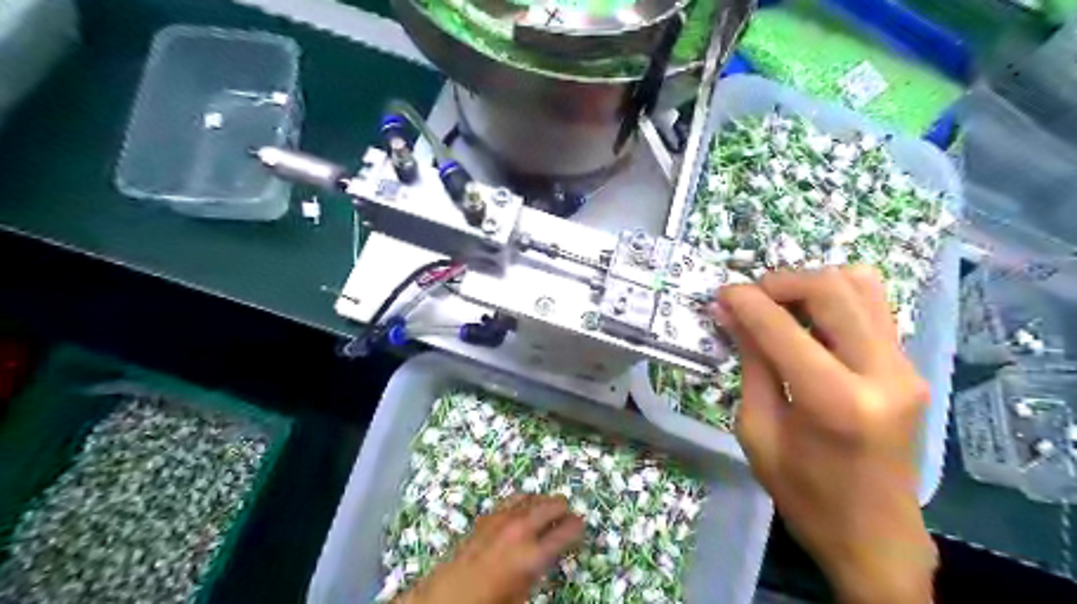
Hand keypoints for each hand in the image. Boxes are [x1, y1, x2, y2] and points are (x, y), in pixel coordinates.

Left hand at [395, 496, 584, 602]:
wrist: (447, 596)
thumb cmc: (490, 602)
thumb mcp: (523, 594)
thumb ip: (540, 569)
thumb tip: (549, 555)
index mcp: (534, 556)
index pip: (567, 532)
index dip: (578, 527)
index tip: (582, 525)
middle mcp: (521, 530)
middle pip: (552, 505)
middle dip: (564, 508)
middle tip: (568, 515)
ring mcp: (503, 519)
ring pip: (532, 497)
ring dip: (543, 502)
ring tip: (548, 509)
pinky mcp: (488, 516)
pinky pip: (512, 499)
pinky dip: (524, 501)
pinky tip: (524, 509)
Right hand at [719, 266, 938, 602]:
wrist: (875, 537)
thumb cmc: (804, 494)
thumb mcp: (757, 430)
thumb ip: (750, 363)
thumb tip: (731, 313)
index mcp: (834, 401)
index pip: (782, 328)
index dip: (746, 302)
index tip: (721, 293)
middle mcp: (881, 374)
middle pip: (831, 289)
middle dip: (781, 282)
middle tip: (749, 297)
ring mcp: (905, 368)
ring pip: (860, 286)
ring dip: (811, 285)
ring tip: (779, 305)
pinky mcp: (911, 368)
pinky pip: (873, 308)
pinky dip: (836, 299)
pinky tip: (810, 320)